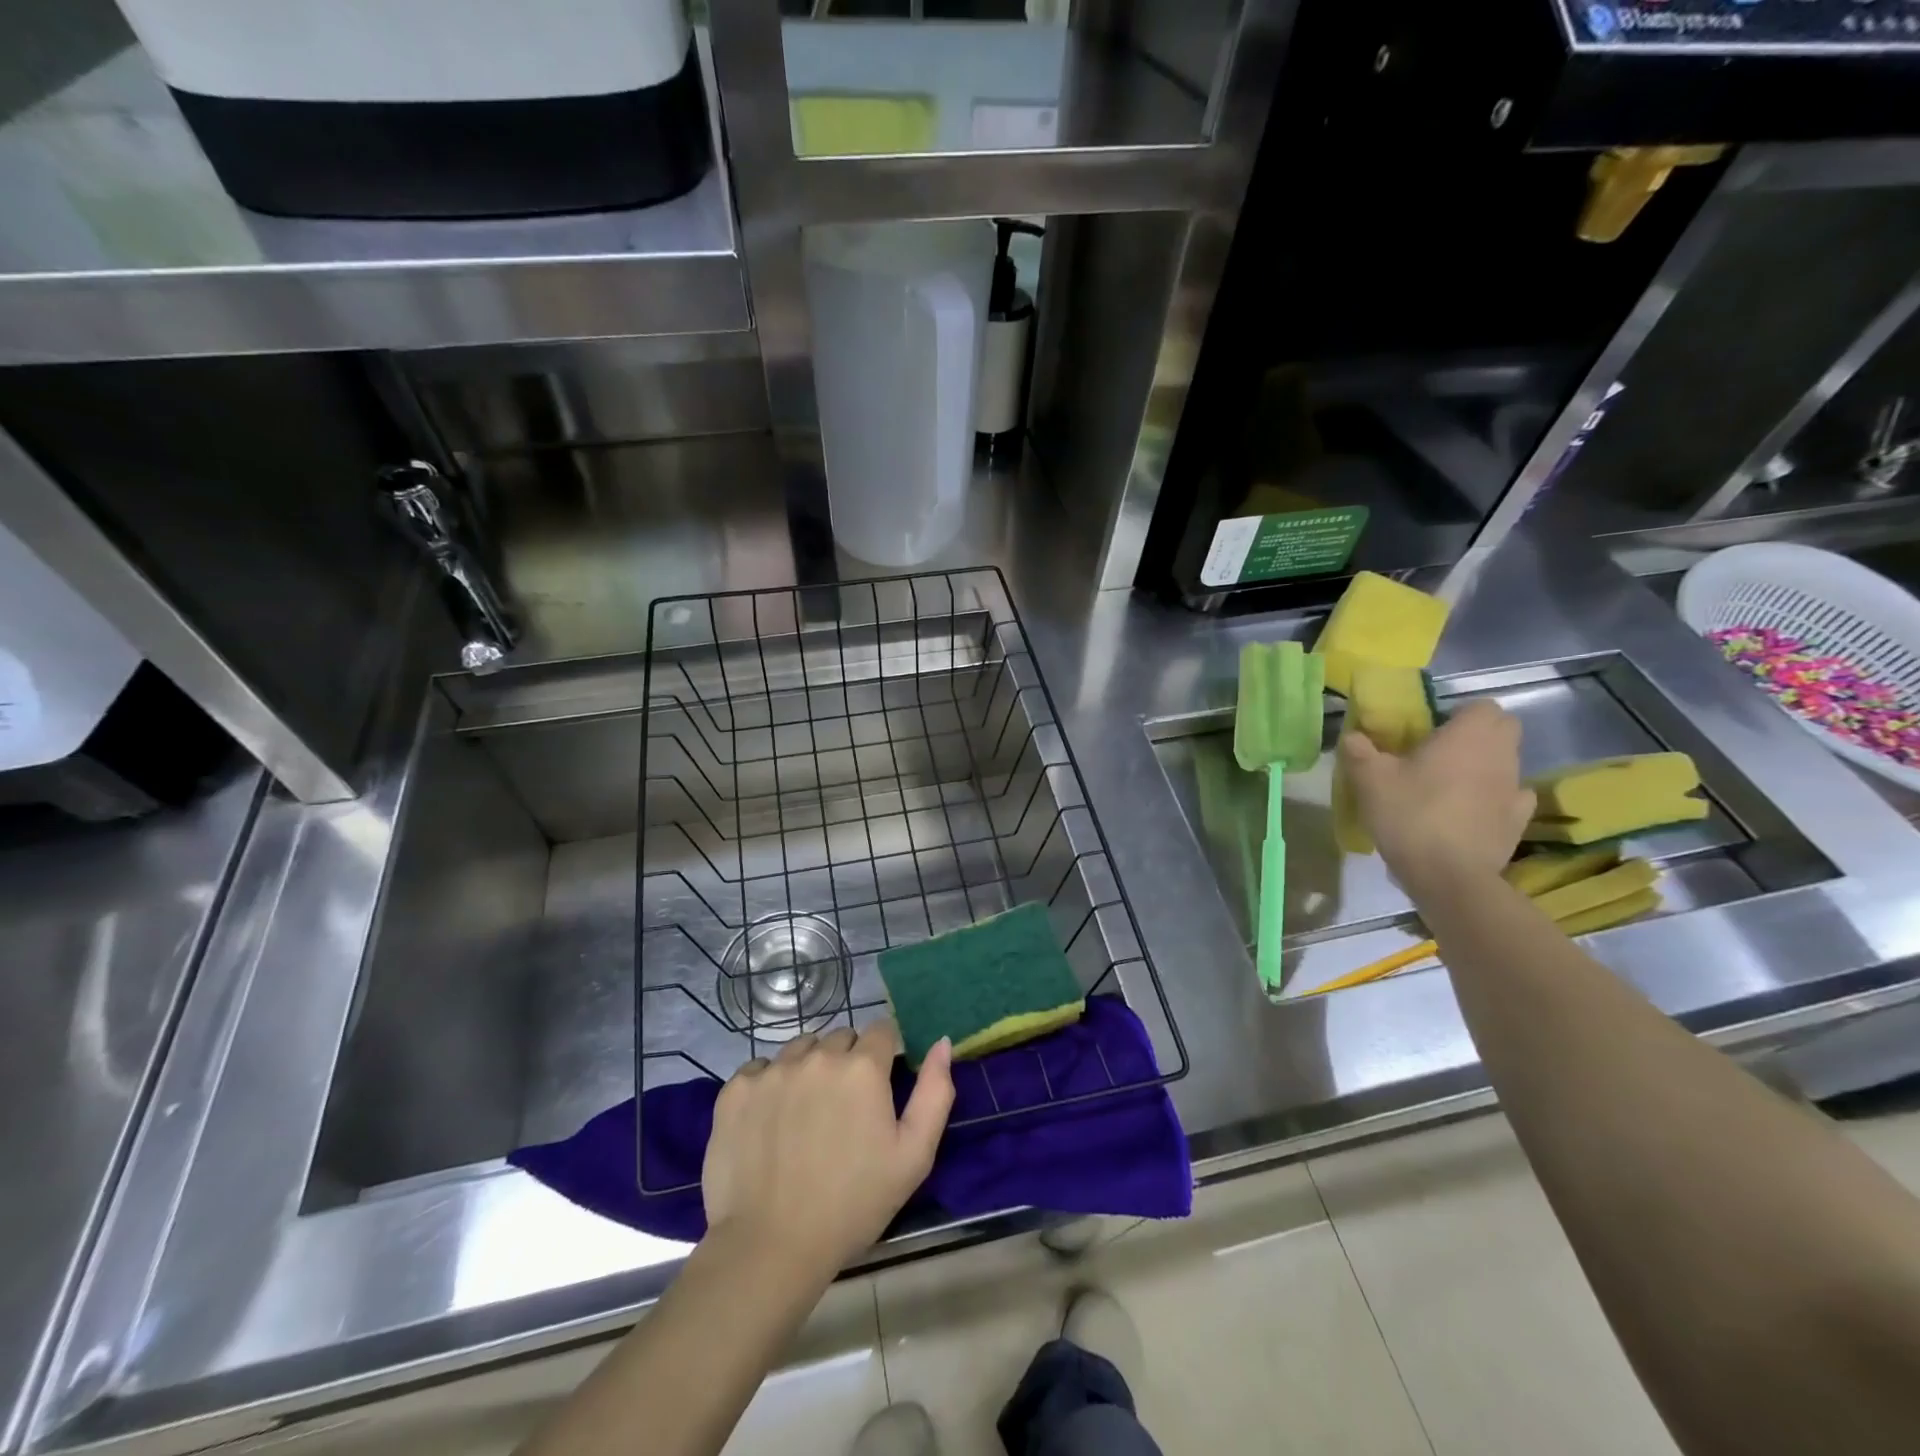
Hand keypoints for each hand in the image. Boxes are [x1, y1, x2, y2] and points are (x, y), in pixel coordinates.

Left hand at [702, 1020, 953, 1279]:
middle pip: (840, 1038)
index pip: (881, 1031)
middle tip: (842, 1111)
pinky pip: (761, 1069)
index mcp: (862, 1067)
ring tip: (805, 1116)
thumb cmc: (853, 1204)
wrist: (771, 1247)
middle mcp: (817, 1056)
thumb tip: (943, 1042)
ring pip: (801, 1049)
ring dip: (809, 1068)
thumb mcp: (914, 1156)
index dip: (884, 1057)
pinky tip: (771, 1123)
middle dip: (847, 1062)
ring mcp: (772, 1070)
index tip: (878, 1089)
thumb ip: (935, 1092)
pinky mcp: (736, 1090)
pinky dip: (769, 1085)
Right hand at [1340, 699, 1535, 892]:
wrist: (1448, 874)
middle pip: (1503, 730)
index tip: (1432, 730)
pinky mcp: (1518, 820)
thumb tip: (1352, 736)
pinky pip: (1512, 797)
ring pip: (1507, 762)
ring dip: (1485, 766)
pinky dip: (1496, 798)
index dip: (1459, 714)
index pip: (1482, 706)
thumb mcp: (1369, 780)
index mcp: (1467, 736)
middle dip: (1478, 735)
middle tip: (1441, 753)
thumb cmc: (1410, 814)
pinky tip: (1471, 811)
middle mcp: (1500, 755)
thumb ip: (1359, 751)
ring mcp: (1515, 788)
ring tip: (1450, 786)